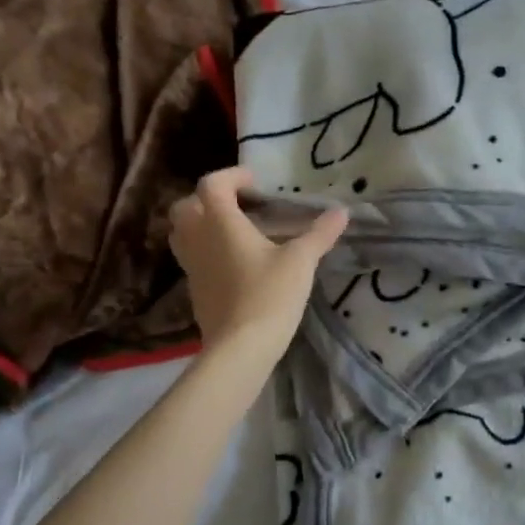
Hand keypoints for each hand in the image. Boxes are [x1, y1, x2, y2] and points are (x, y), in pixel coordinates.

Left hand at [170, 167, 346, 362]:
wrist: (240, 348)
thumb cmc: (269, 295)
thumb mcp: (300, 261)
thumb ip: (319, 234)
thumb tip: (342, 212)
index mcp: (220, 222)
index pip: (212, 184)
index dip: (232, 176)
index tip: (255, 183)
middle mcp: (198, 239)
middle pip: (185, 206)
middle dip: (209, 199)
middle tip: (239, 205)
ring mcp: (191, 266)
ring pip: (183, 233)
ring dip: (202, 224)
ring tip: (235, 231)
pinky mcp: (193, 290)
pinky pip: (192, 258)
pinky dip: (206, 250)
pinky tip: (235, 263)